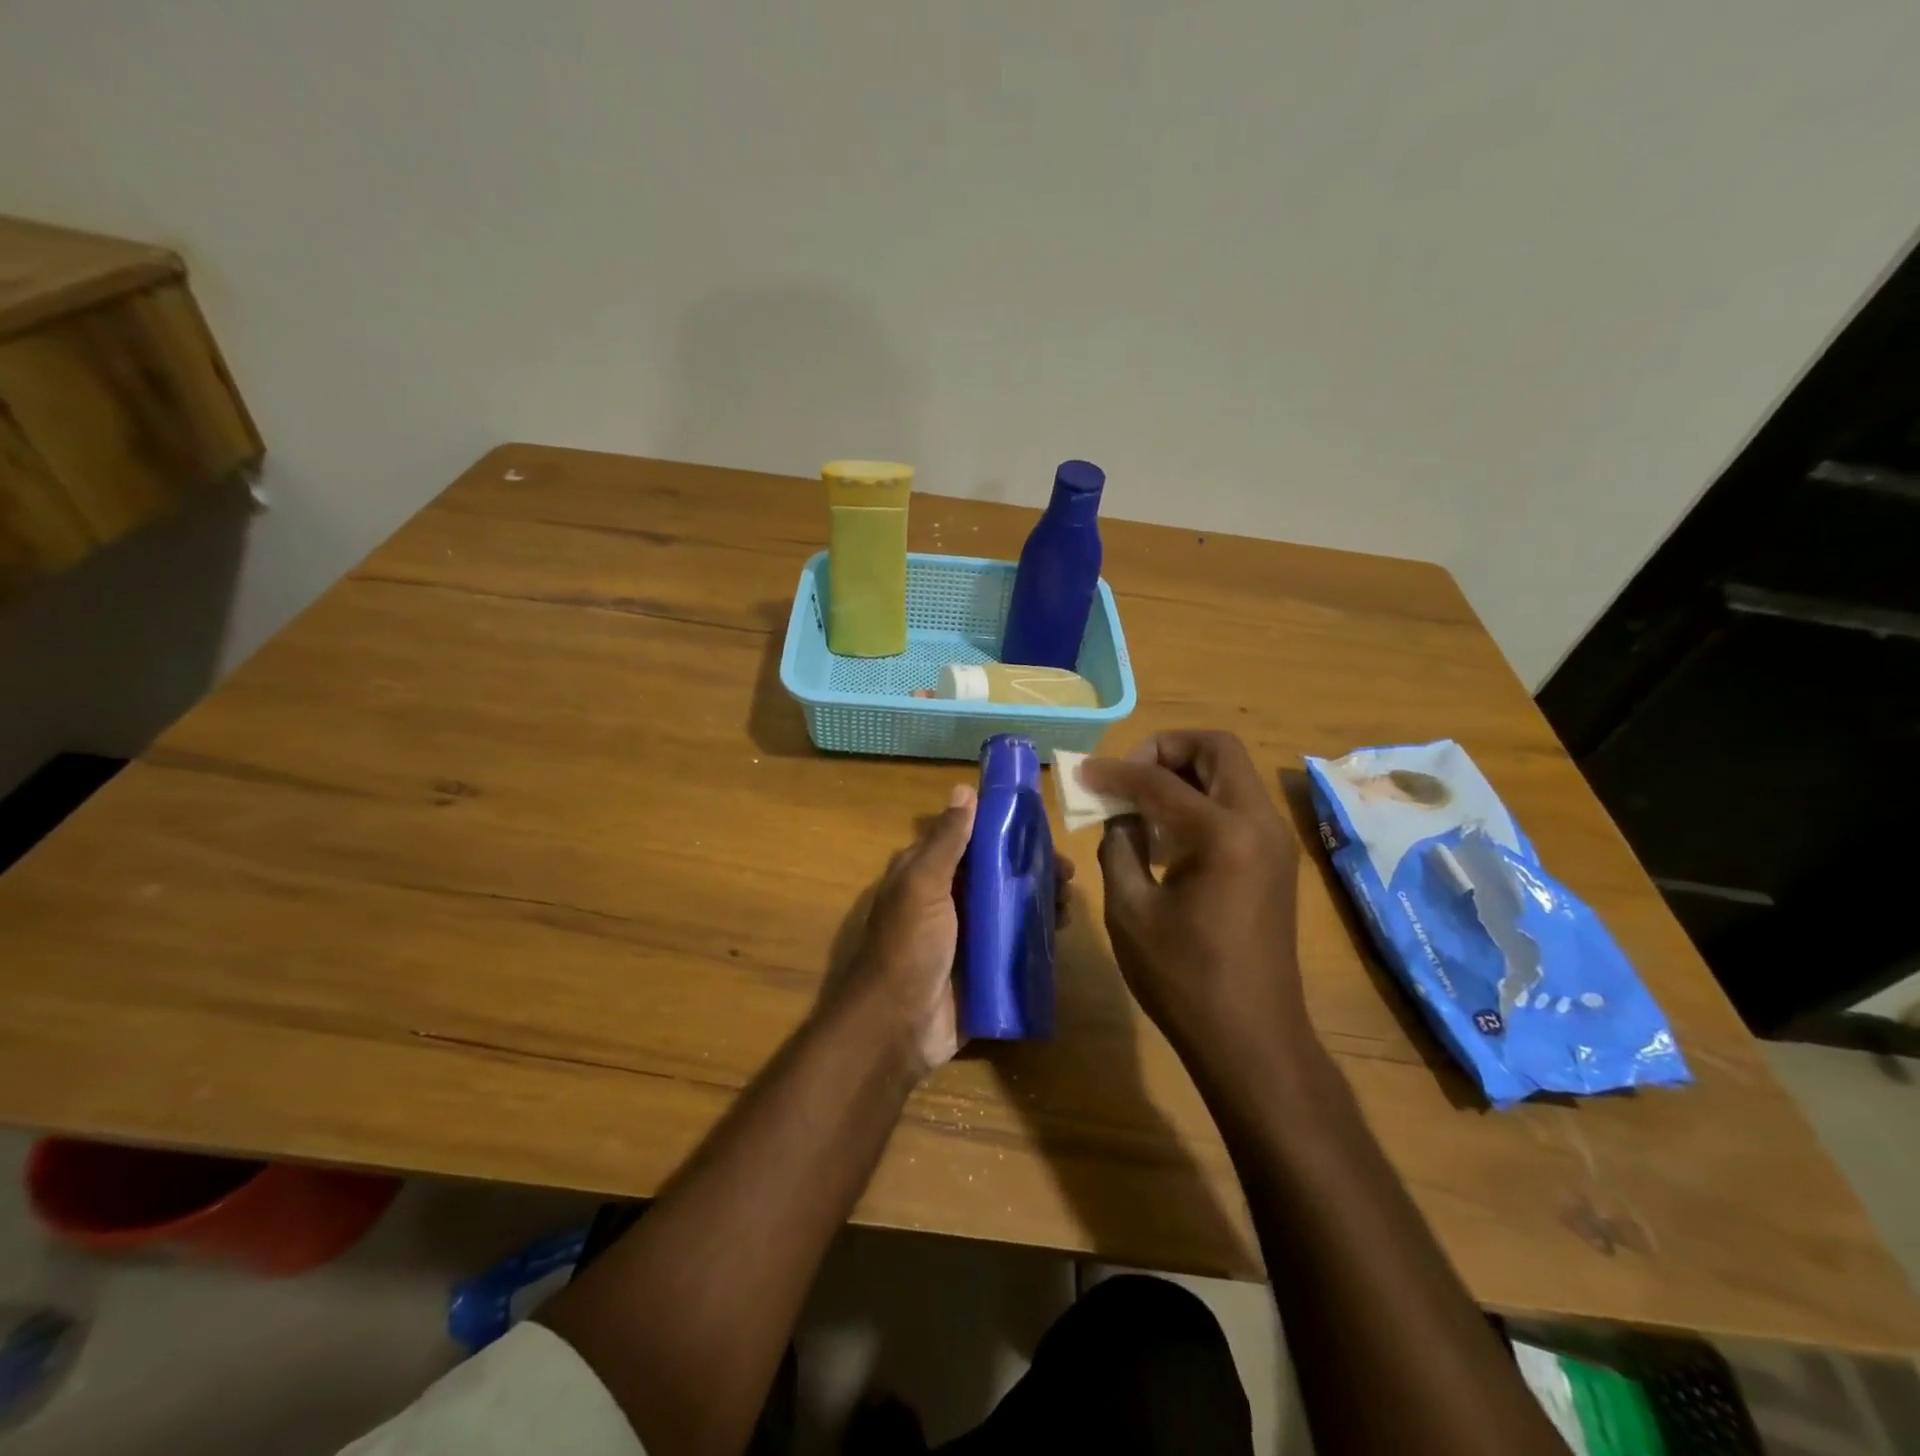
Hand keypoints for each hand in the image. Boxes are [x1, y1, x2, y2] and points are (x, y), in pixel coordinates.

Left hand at [834, 782, 1074, 1078]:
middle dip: (1032, 867)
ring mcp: (968, 935)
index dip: (1004, 829)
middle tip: (1067, 872)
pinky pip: (1016, 943)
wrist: (899, 1027)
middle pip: (997, 872)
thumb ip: (946, 841)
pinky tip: (1062, 929)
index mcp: (928, 874)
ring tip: (1069, 901)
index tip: (1041, 827)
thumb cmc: (909, 947)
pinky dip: (1039, 933)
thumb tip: (964, 789)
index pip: (971, 839)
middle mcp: (949, 899)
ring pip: (1011, 906)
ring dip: (1041, 899)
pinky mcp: (985, 967)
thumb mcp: (923, 886)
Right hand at [1082, 731, 1305, 1068]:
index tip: (1082, 772)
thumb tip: (1120, 816)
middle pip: (1218, 749)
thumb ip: (1119, 846)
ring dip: (1186, 772)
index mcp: (1224, 834)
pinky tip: (1169, 831)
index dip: (1115, 771)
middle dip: (1166, 748)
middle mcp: (1259, 823)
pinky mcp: (1276, 860)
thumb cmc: (1183, 978)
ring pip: (1232, 773)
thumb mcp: (1130, 910)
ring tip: (1142, 800)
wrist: (1251, 1038)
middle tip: (1128, 774)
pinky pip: (1238, 803)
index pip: (1160, 780)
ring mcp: (1275, 841)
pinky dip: (1203, 798)